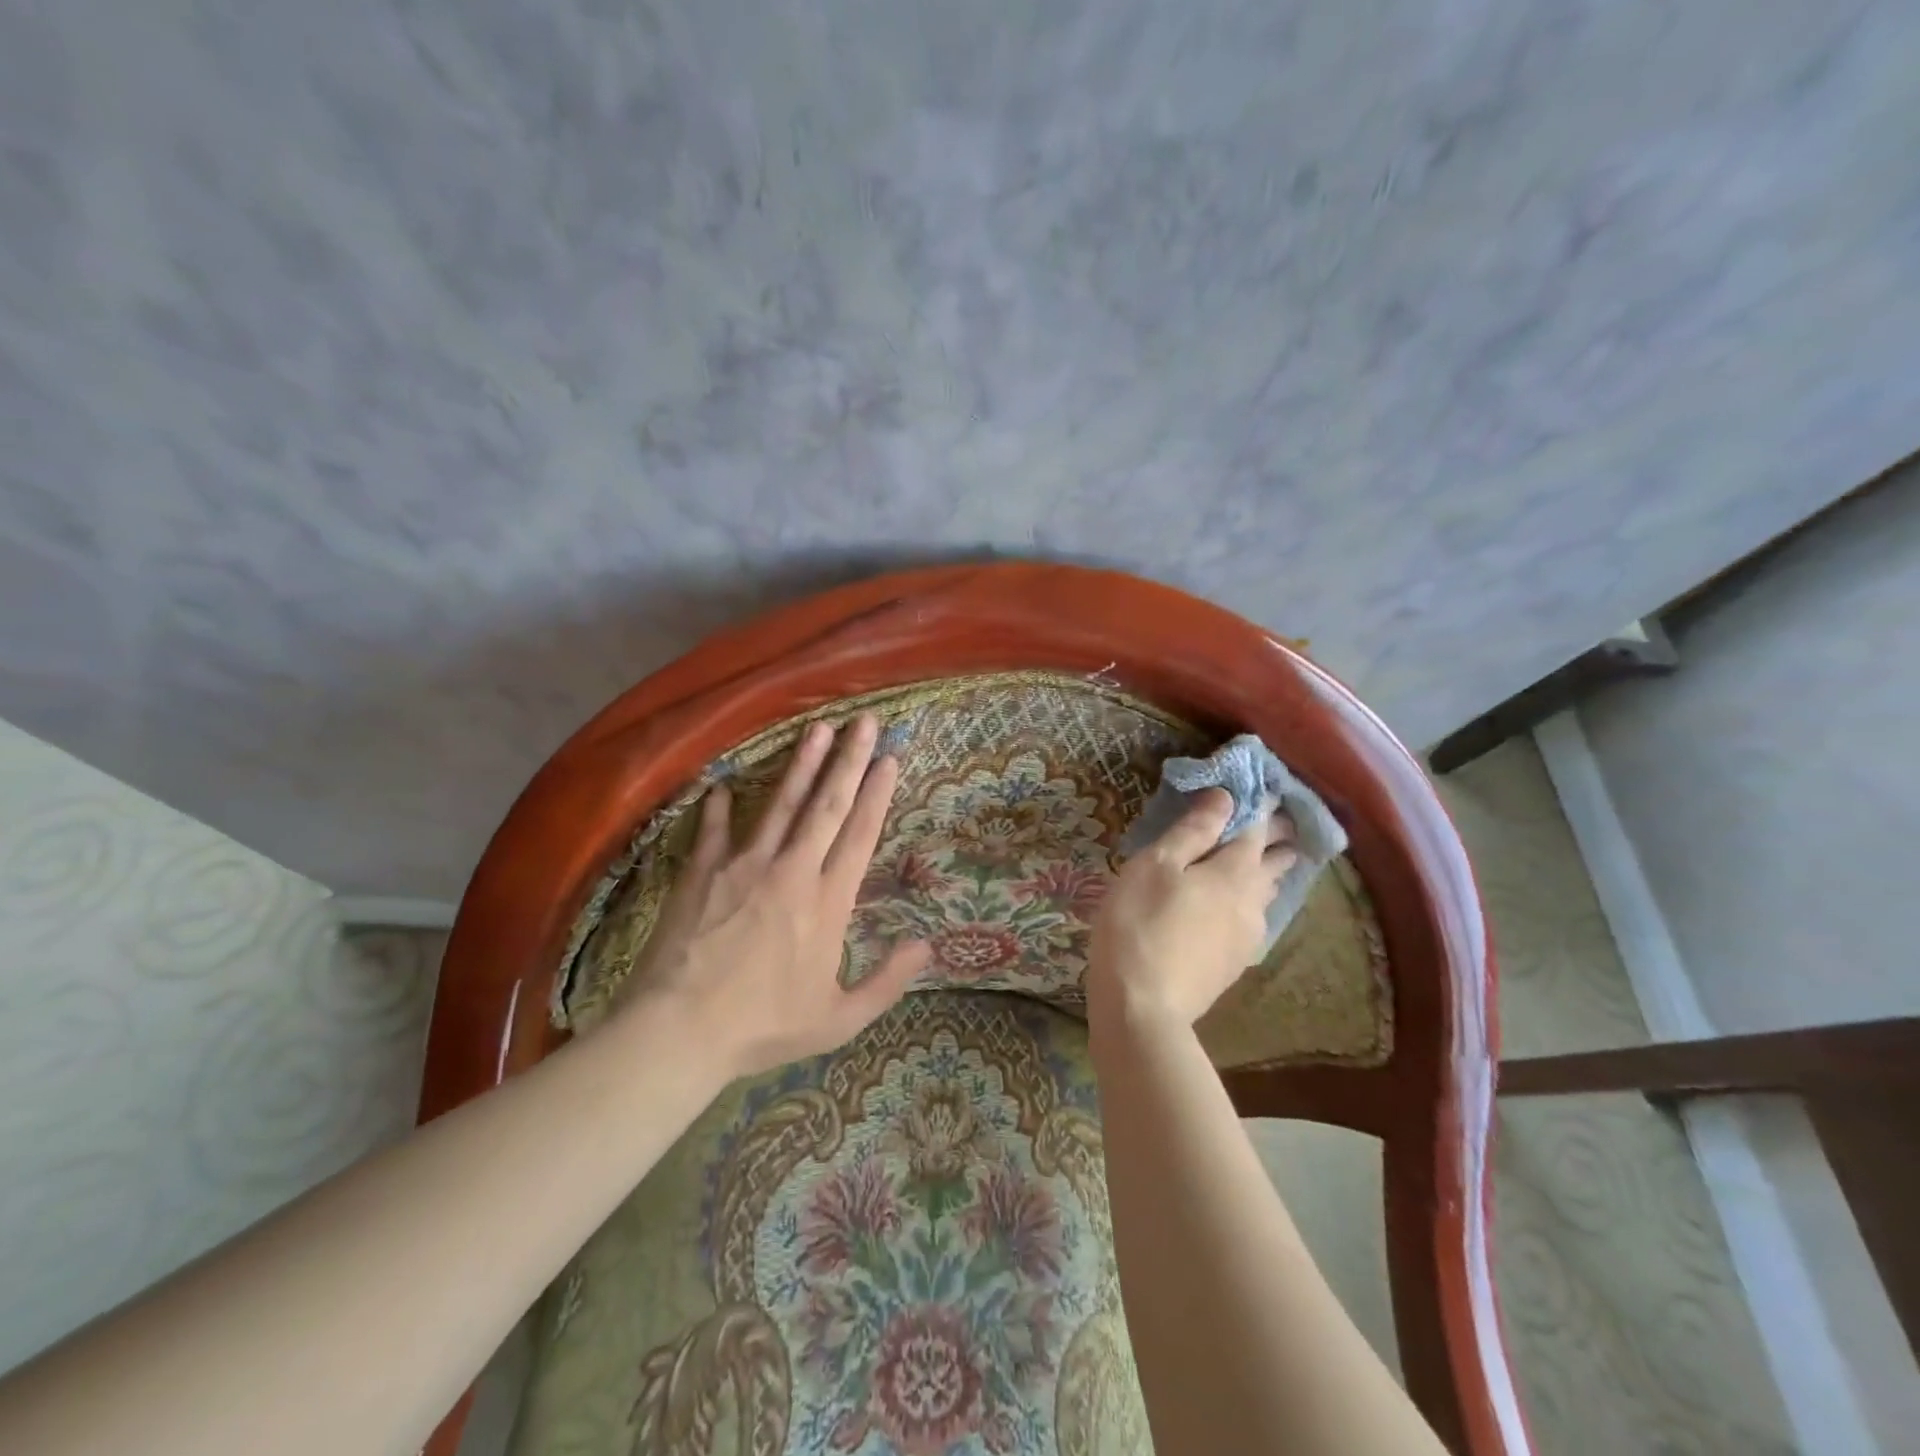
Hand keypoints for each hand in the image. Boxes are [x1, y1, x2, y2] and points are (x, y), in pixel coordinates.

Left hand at [613, 713, 930, 1077]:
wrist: (678, 1031)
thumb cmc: (763, 1026)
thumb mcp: (838, 1019)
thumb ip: (886, 982)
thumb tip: (928, 947)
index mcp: (828, 902)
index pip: (860, 835)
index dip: (877, 794)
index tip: (889, 759)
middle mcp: (791, 870)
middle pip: (827, 805)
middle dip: (849, 760)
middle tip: (864, 722)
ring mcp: (744, 865)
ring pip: (781, 804)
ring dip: (801, 765)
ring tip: (817, 729)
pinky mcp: (702, 872)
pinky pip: (715, 830)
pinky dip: (720, 807)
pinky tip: (723, 785)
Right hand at [1088, 789, 1296, 1032]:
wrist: (1143, 1008)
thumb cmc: (1139, 924)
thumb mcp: (1155, 866)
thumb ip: (1193, 831)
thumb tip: (1226, 798)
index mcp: (1234, 871)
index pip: (1258, 828)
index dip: (1262, 806)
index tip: (1266, 789)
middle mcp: (1252, 901)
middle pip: (1275, 863)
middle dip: (1278, 839)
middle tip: (1275, 821)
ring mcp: (1247, 937)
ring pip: (1267, 894)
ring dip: (1268, 872)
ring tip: (1263, 859)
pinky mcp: (1234, 963)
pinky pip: (1253, 919)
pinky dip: (1251, 901)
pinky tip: (1238, 907)